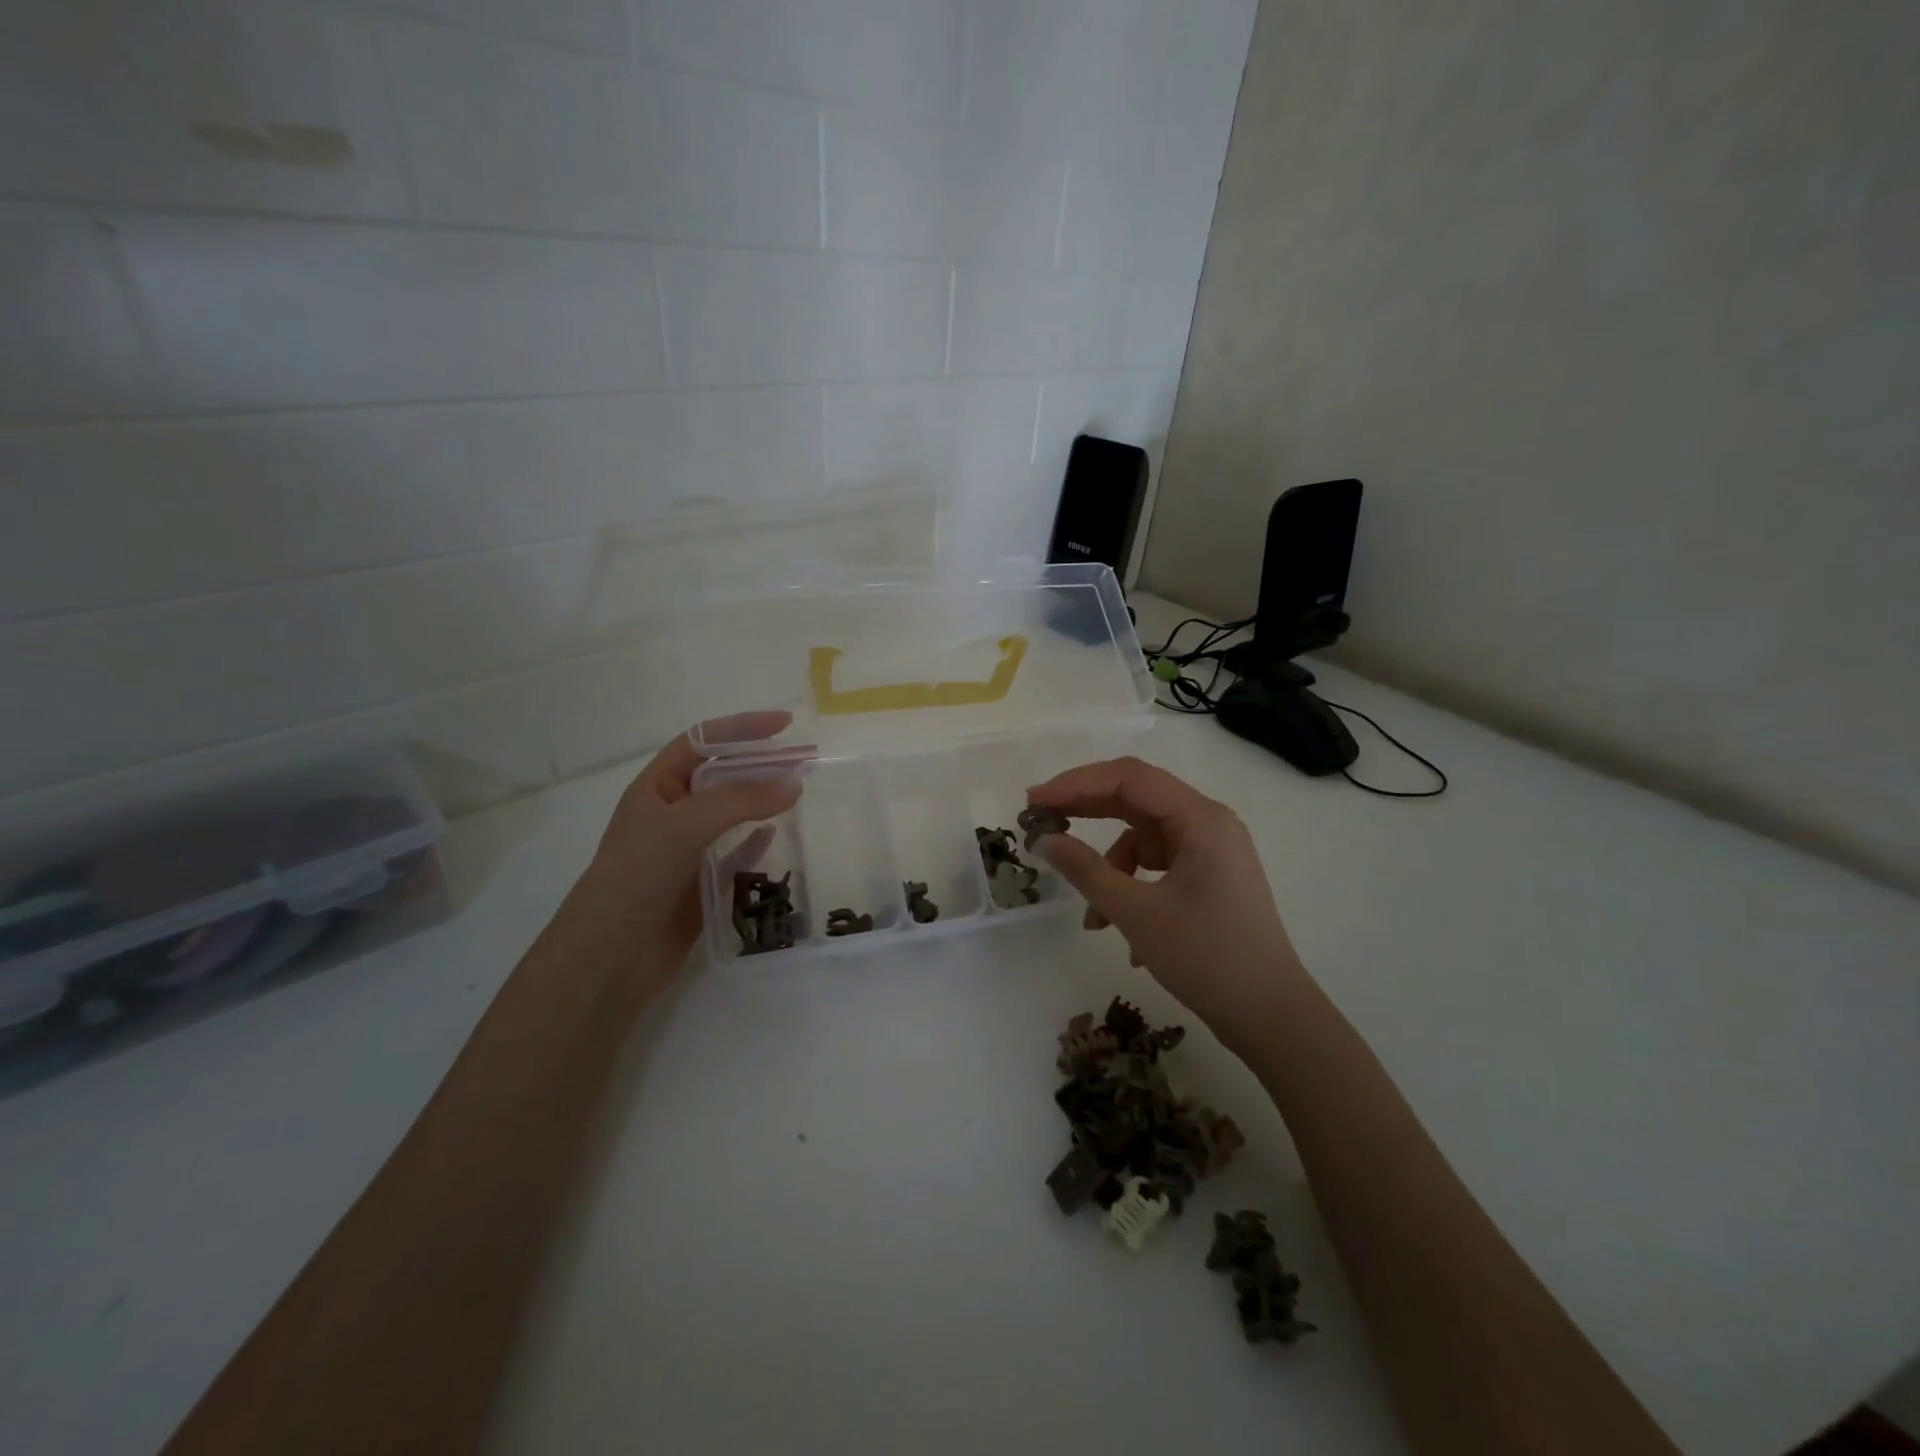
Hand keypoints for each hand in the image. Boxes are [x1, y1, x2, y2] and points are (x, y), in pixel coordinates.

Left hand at [562, 712, 798, 979]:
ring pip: (732, 813)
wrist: (611, 955)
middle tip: (806, 760)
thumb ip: (741, 801)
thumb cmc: (638, 876)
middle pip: (722, 775)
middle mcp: (671, 812)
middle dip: (761, 763)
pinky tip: (776, 835)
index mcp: (656, 787)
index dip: (740, 728)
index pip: (702, 743)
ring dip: (763, 799)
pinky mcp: (701, 882)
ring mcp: (686, 849)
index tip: (784, 724)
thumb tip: (794, 784)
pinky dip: (756, 841)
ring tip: (800, 791)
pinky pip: (735, 852)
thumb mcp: (685, 825)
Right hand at [1026, 756, 1310, 1046]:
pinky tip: (1120, 930)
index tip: (1034, 800)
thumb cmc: (1206, 958)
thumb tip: (1043, 839)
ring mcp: (1212, 850)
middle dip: (1087, 809)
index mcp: (1200, 818)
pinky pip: (1159, 863)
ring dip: (1111, 865)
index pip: (1129, 778)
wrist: (1271, 1017)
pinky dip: (1133, 885)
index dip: (1076, 783)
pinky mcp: (1211, 876)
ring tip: (1091, 913)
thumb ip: (1086, 870)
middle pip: (1137, 798)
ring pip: (1145, 836)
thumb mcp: (1136, 913)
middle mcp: (1209, 823)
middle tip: (1041, 821)